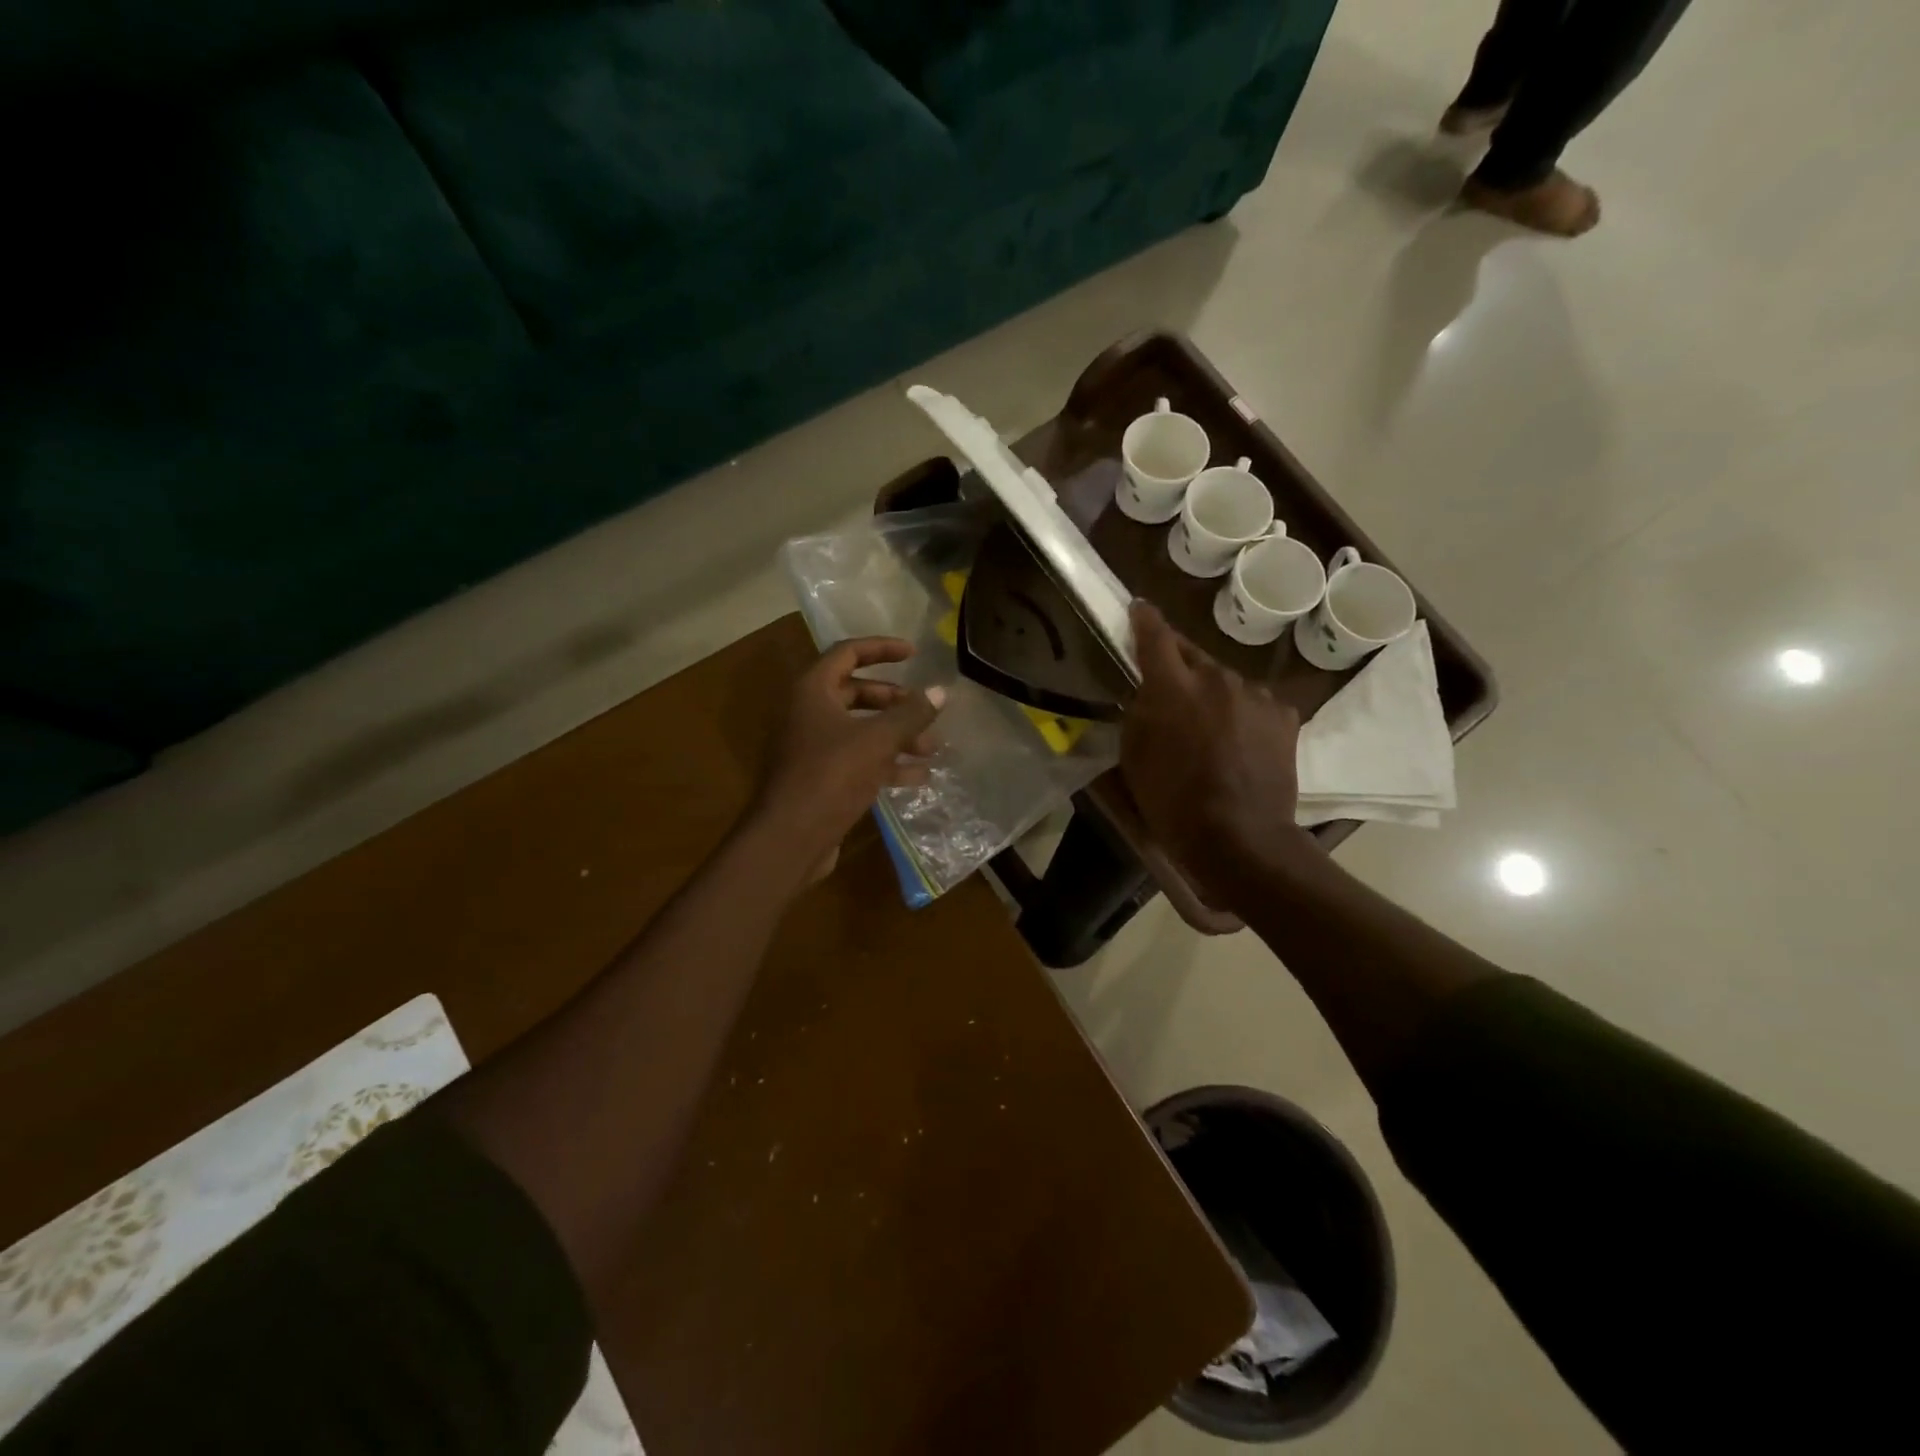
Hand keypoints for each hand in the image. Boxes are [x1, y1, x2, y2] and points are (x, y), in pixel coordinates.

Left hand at [750, 637, 944, 868]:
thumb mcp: (877, 740)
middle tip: (924, 711)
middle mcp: (808, 713)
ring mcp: (812, 747)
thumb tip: (940, 692)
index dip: (882, 648)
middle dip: (895, 702)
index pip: (848, 653)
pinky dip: (886, 763)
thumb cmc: (831, 776)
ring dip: (896, 735)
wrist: (790, 838)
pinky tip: (919, 777)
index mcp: (812, 691)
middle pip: (856, 693)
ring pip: (860, 729)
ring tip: (932, 748)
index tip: (914, 653)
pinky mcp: (820, 778)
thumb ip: (911, 714)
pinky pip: (858, 759)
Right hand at [1120, 602, 1310, 906]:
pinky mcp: (1284, 715)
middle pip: (1193, 656)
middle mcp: (1216, 678)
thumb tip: (1147, 694)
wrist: (1240, 837)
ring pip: (1226, 681)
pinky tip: (1241, 741)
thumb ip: (1139, 714)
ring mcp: (1256, 695)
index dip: (1145, 619)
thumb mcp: (1134, 757)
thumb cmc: (1173, 801)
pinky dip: (1244, 713)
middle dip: (1179, 667)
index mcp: (1172, 687)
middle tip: (1170, 688)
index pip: (1155, 637)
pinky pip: (1256, 702)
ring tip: (1210, 726)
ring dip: (1214, 694)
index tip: (1139, 608)